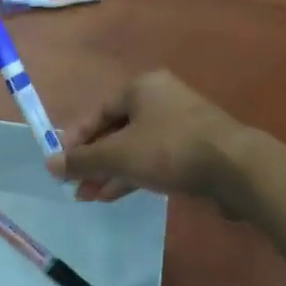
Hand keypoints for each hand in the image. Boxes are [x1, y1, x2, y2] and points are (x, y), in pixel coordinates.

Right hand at [48, 71, 250, 213]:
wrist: (235, 168)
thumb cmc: (169, 149)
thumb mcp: (118, 155)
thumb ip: (83, 160)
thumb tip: (49, 164)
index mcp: (141, 87)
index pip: (97, 112)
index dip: (75, 139)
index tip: (62, 165)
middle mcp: (160, 99)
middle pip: (115, 130)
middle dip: (94, 161)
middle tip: (76, 186)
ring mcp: (180, 123)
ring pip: (134, 148)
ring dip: (111, 172)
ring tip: (91, 197)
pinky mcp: (194, 148)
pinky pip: (154, 159)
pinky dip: (134, 174)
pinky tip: (117, 194)